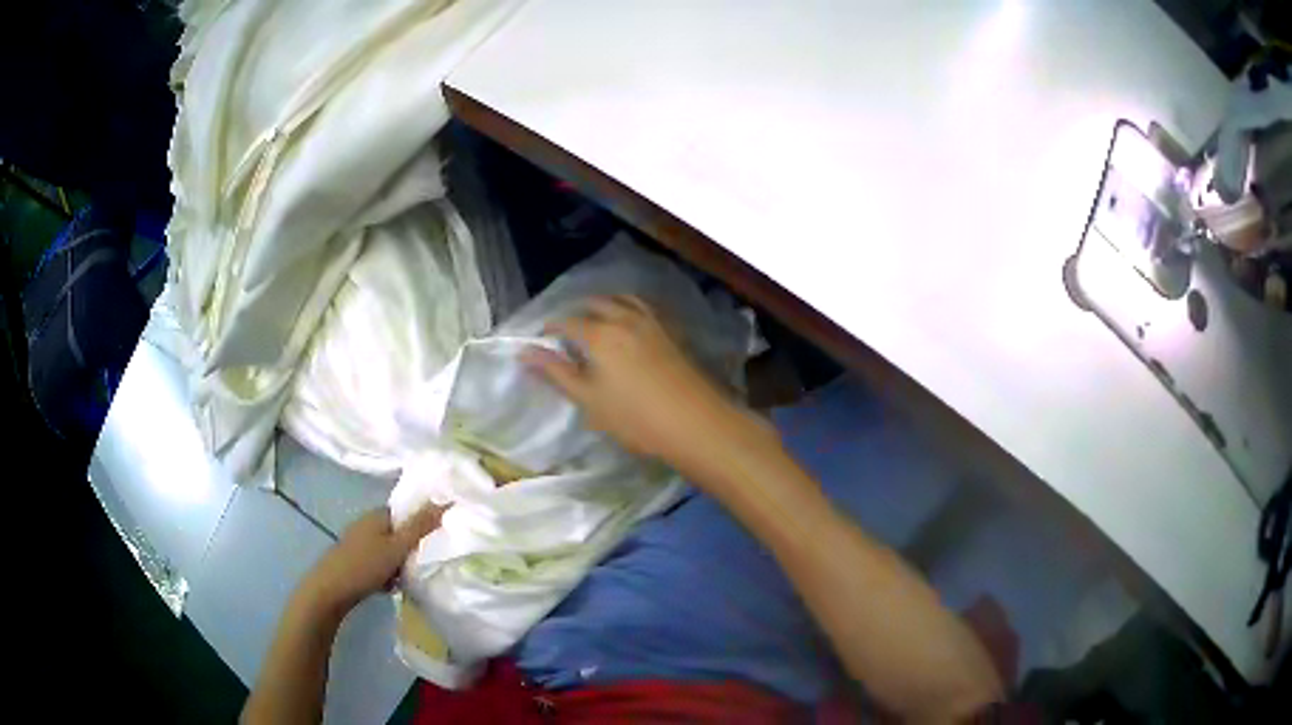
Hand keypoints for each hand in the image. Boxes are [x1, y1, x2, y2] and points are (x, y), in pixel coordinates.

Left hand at [297, 505, 443, 619]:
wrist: (330, 590)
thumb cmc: (366, 565)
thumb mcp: (398, 547)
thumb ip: (421, 526)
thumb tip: (445, 500)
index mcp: (377, 515)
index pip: (406, 512)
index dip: (420, 524)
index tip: (433, 541)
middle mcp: (366, 524)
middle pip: (398, 532)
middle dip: (410, 549)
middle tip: (419, 564)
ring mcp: (358, 542)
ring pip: (389, 550)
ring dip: (399, 564)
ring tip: (404, 579)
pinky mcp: (353, 560)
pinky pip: (378, 563)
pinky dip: (386, 573)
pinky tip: (389, 587)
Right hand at [523, 296, 774, 480]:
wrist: (695, 422)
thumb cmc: (635, 417)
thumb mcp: (589, 400)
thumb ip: (556, 373)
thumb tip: (524, 353)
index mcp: (599, 334)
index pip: (567, 321)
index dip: (550, 328)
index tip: (541, 339)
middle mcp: (624, 319)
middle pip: (596, 303)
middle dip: (578, 311)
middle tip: (568, 330)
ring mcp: (652, 323)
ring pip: (623, 300)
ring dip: (605, 304)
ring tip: (597, 320)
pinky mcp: (672, 332)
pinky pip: (645, 308)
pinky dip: (629, 308)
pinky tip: (630, 326)